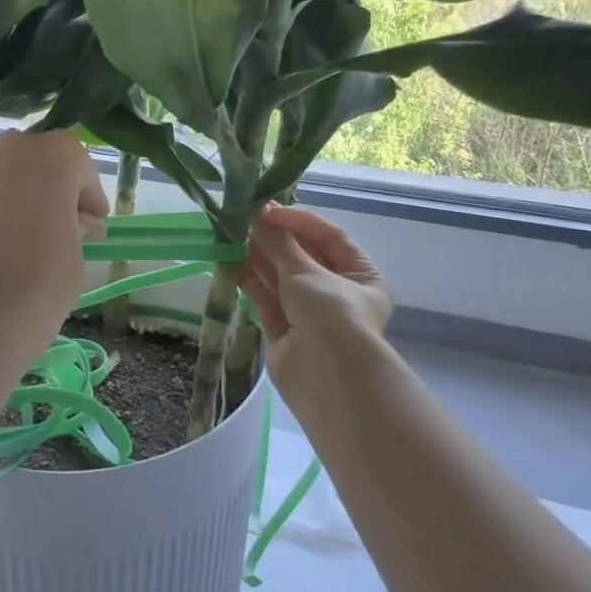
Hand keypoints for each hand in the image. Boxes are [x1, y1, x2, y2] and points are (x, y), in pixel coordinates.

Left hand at [0, 130, 108, 346]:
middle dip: (47, 182)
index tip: (93, 218)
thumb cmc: (49, 276)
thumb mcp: (78, 248)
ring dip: (11, 187)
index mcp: (55, 157)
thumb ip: (78, 224)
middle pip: (36, 157)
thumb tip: (81, 222)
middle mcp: (12, 150)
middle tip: (57, 216)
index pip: (77, 161)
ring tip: (16, 224)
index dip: (87, 190)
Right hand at [241, 204, 392, 401]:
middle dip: (273, 239)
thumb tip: (257, 214)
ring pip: (279, 278)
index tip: (268, 210)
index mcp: (360, 275)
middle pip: (301, 257)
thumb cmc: (332, 315)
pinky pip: (265, 300)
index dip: (298, 220)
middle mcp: (336, 293)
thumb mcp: (306, 272)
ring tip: (230, 235)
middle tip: (243, 219)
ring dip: (257, 257)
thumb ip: (278, 243)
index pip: (329, 236)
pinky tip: (229, 262)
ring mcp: (308, 314)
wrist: (330, 381)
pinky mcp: (283, 332)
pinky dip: (249, 281)